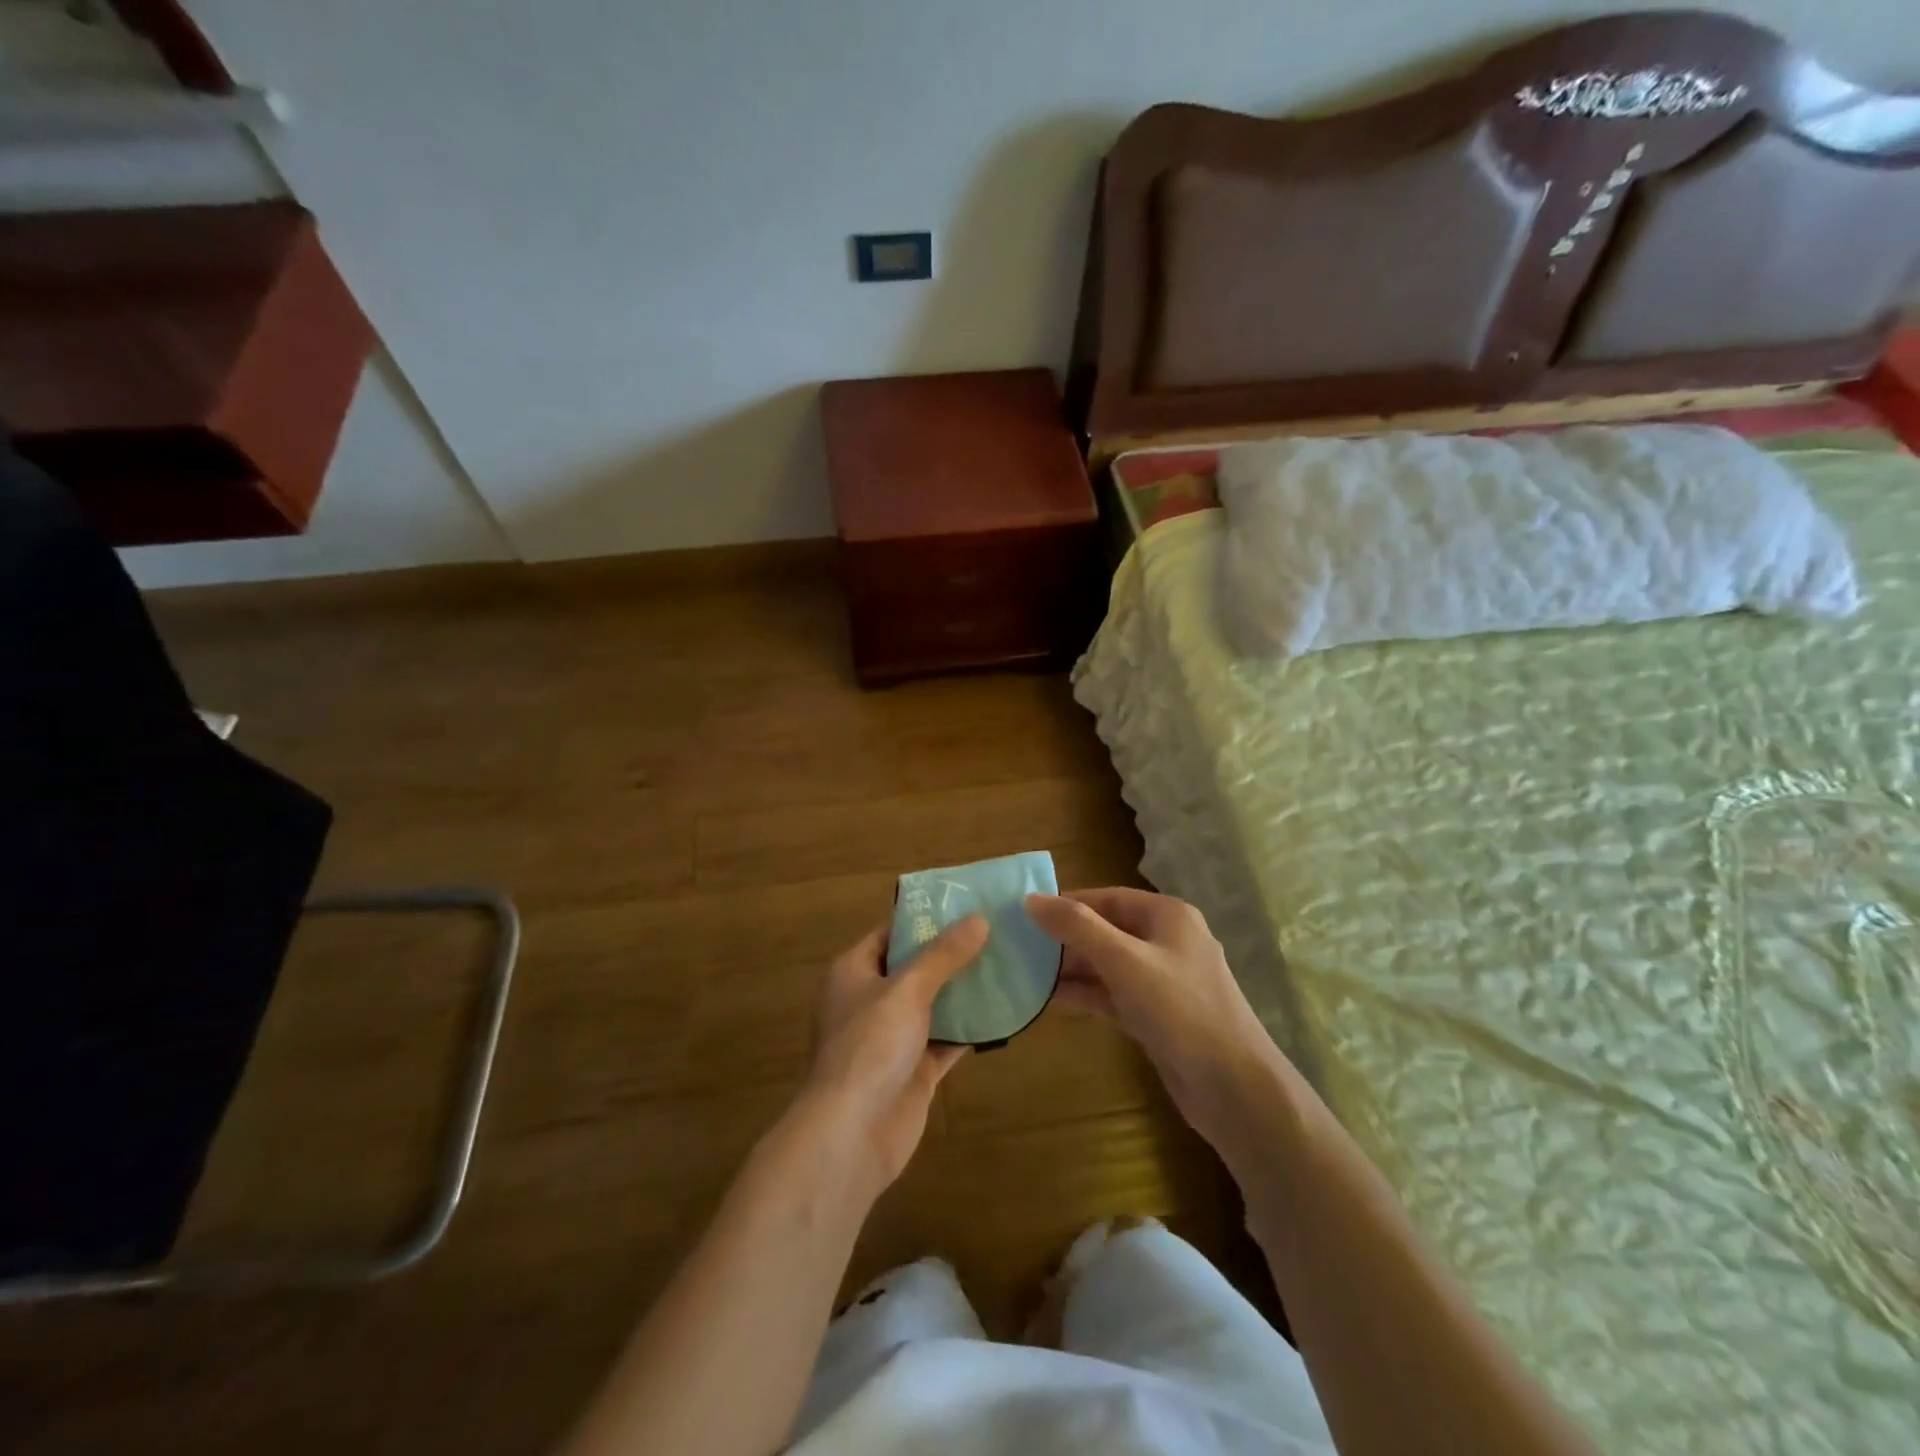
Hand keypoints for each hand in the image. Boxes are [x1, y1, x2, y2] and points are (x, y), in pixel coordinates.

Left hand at [797, 916, 987, 1196]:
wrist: (851, 1135)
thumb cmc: (869, 1047)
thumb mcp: (906, 990)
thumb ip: (943, 955)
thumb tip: (979, 919)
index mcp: (854, 972)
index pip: (891, 933)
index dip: (925, 919)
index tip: (966, 905)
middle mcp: (871, 1000)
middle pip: (916, 967)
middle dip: (952, 954)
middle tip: (997, 932)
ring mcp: (893, 1037)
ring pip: (934, 1004)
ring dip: (965, 991)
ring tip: (1008, 964)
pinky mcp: (914, 1070)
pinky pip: (946, 1040)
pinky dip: (970, 1030)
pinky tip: (1004, 1013)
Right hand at [1025, 888, 1276, 1136]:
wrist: (1234, 1088)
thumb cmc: (1180, 1010)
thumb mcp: (1125, 962)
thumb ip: (1078, 927)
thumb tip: (1031, 899)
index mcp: (1168, 916)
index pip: (1108, 897)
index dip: (1068, 903)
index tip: (1027, 914)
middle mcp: (1167, 941)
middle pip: (1107, 929)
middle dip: (1067, 938)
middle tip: (1021, 946)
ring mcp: (1163, 981)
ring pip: (1109, 964)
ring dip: (1072, 967)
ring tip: (1028, 972)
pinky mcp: (1157, 1015)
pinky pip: (1114, 994)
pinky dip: (1087, 993)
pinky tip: (1052, 999)